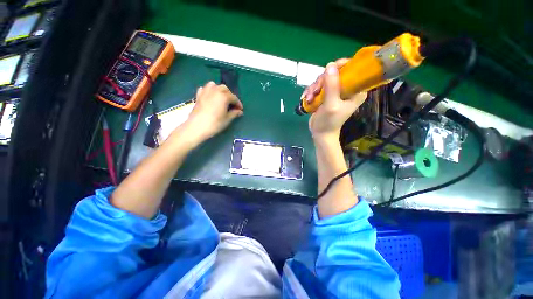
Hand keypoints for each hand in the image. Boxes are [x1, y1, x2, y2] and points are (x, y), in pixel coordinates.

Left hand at [186, 81, 243, 140]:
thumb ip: (234, 113)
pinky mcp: (198, 95)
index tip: (240, 110)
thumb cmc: (215, 123)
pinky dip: (209, 91)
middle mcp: (215, 90)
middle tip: (232, 105)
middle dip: (230, 95)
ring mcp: (205, 92)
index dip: (238, 104)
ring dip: (220, 90)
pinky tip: (211, 96)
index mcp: (224, 96)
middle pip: (225, 89)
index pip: (234, 98)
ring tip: (222, 98)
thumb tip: (239, 111)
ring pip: (214, 86)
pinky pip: (205, 89)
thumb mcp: (227, 119)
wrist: (197, 127)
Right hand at [306, 59, 366, 140]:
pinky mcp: (326, 95)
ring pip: (324, 79)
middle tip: (315, 91)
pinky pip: (318, 86)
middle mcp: (347, 88)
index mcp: (356, 90)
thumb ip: (332, 86)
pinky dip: (311, 92)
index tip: (328, 71)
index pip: (353, 69)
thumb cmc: (329, 122)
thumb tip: (330, 65)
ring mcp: (335, 91)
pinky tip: (307, 99)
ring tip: (309, 98)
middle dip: (321, 81)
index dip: (340, 66)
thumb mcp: (331, 105)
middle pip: (334, 73)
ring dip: (314, 88)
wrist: (320, 133)